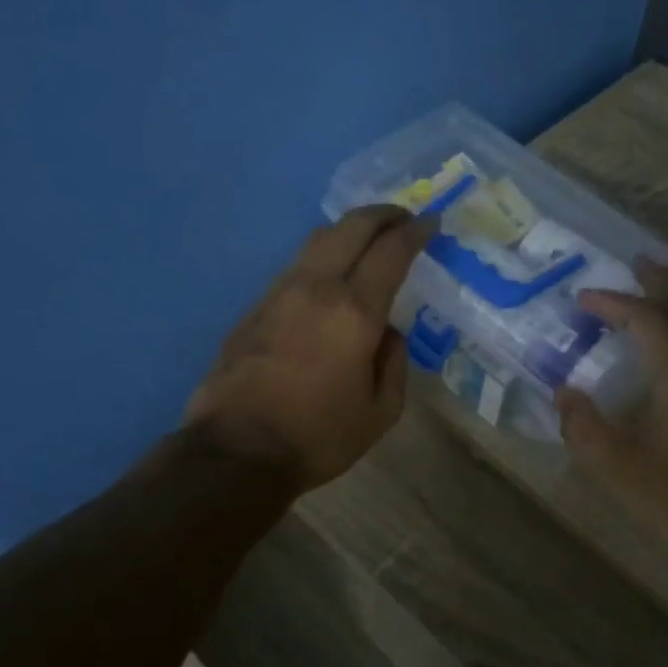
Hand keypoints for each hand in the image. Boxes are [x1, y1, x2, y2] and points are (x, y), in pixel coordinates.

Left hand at [182, 205, 435, 491]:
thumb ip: (394, 363)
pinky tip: (332, 275)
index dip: (416, 232)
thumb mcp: (380, 412)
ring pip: (318, 240)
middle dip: (383, 214)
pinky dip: (323, 256)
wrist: (235, 452)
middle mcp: (316, 288)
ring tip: (369, 241)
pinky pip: (297, 265)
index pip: (391, 252)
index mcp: (354, 312)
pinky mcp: (255, 306)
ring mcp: (279, 292)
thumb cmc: (318, 437)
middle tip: (404, 218)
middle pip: (351, 227)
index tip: (432, 224)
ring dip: (349, 231)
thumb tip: (387, 331)